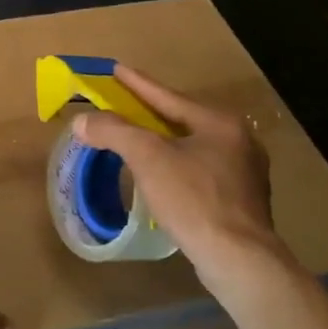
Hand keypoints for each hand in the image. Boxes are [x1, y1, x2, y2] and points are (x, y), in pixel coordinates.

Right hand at [71, 66, 280, 285]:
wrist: (238, 259)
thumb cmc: (193, 200)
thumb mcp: (148, 159)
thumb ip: (114, 132)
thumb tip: (82, 121)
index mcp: (219, 123)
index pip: (169, 97)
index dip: (138, 84)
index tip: (116, 69)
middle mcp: (238, 140)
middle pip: (183, 119)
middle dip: (152, 113)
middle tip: (125, 105)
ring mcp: (245, 172)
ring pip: (194, 147)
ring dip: (165, 142)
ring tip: (140, 140)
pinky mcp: (242, 201)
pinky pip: (202, 171)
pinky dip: (178, 166)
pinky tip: (164, 177)